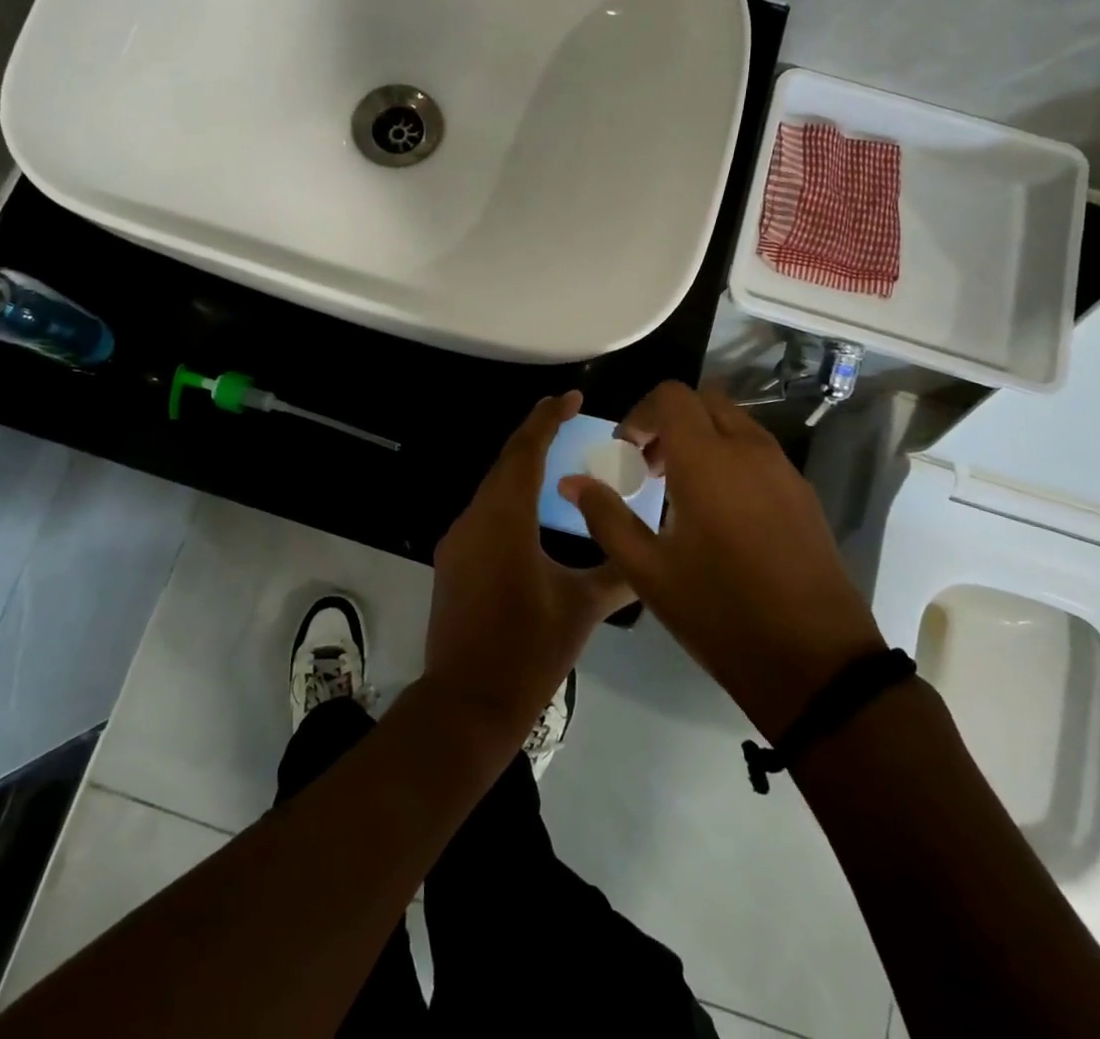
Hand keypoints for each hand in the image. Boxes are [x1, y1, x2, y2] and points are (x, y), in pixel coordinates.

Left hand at [424, 391, 631, 741]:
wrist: (467, 703)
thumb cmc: (529, 651)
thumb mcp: (581, 608)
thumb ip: (617, 572)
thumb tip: (646, 554)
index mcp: (505, 518)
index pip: (526, 451)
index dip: (548, 418)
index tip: (573, 396)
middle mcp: (475, 517)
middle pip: (505, 462)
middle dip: (535, 434)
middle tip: (567, 416)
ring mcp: (458, 539)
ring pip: (492, 486)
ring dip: (521, 466)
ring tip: (556, 456)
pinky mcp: (453, 559)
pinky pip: (484, 511)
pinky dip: (510, 496)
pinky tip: (532, 509)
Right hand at [560, 381, 884, 737]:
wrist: (816, 662)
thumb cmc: (720, 613)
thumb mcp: (648, 570)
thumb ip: (605, 516)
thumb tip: (571, 481)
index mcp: (706, 460)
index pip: (671, 396)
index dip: (641, 413)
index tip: (627, 452)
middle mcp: (748, 450)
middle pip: (705, 400)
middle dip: (671, 421)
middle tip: (651, 466)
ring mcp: (783, 470)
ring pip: (736, 423)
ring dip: (703, 437)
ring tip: (683, 492)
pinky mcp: (804, 493)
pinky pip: (760, 451)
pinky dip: (731, 457)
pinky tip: (722, 514)